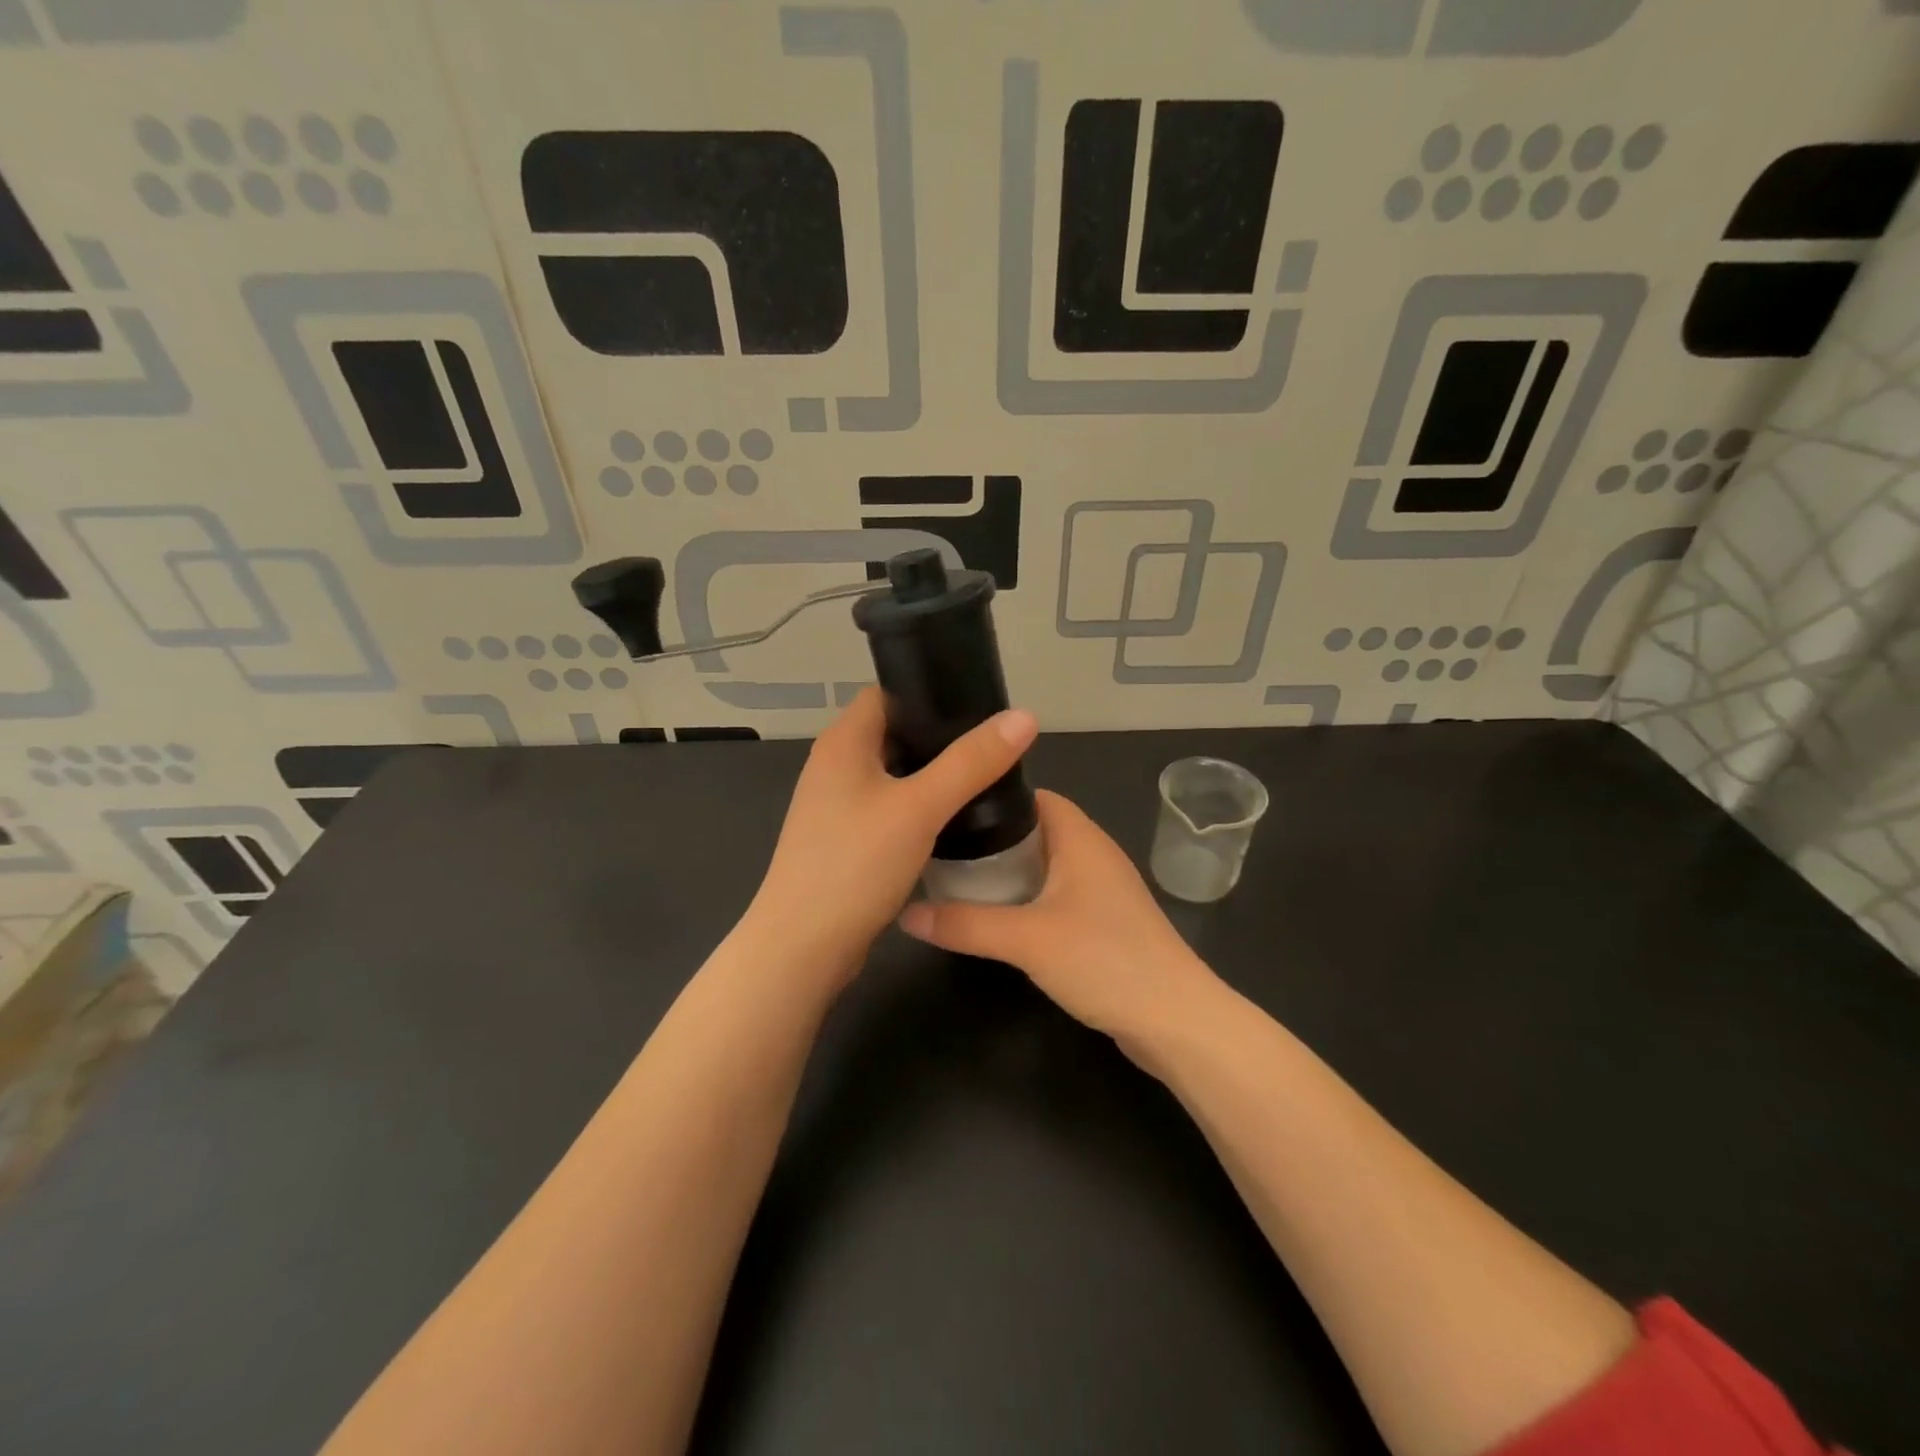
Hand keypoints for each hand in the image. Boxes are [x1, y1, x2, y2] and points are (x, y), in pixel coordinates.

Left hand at [743, 687, 1038, 982]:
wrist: (803, 948)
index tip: (977, 704)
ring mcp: (835, 805)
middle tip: (990, 745)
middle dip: (939, 737)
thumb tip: (1024, 717)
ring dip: (930, 775)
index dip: (930, 692)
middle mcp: (834, 766)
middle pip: (894, 733)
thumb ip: (971, 762)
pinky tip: (950, 820)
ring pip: (893, 774)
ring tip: (980, 778)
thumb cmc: (855, 865)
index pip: (888, 693)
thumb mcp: (920, 808)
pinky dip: (917, 807)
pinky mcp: (843, 840)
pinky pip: (888, 808)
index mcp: (843, 742)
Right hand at [898, 790, 1220, 1045]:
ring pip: (1045, 867)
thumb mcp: (1026, 939)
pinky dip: (1027, 901)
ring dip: (1008, 874)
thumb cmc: (1104, 960)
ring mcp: (1102, 891)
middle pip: (1035, 831)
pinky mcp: (1104, 925)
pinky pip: (1056, 898)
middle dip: (991, 839)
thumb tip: (906, 913)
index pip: (1034, 796)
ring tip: (958, 882)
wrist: (1175, 1020)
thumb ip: (965, 924)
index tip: (950, 808)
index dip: (994, 796)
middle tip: (942, 850)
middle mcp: (1094, 855)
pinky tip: (998, 920)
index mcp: (1081, 838)